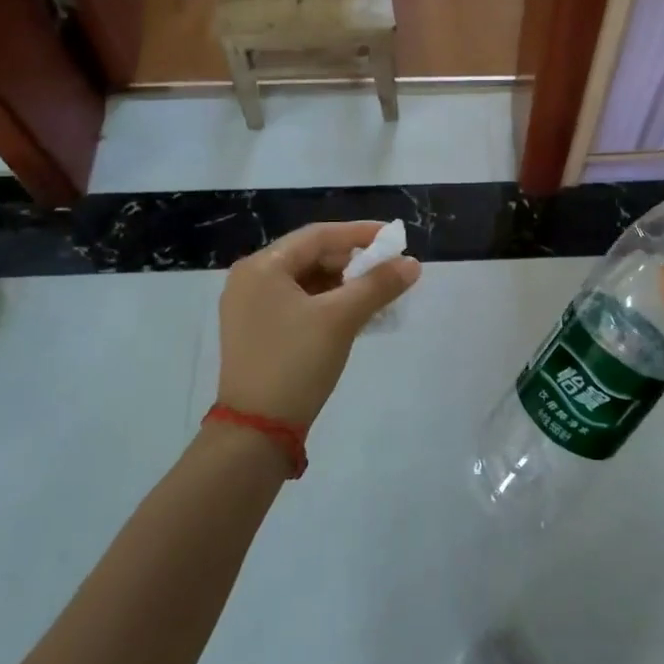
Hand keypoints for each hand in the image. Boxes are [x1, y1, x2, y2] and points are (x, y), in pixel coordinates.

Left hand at [216, 221, 419, 431]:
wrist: (257, 430)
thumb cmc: (296, 362)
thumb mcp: (341, 319)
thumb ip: (378, 285)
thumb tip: (413, 264)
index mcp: (262, 267)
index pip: (318, 235)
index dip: (359, 233)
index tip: (394, 237)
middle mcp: (251, 279)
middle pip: (311, 256)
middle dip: (353, 261)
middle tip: (389, 268)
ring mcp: (251, 307)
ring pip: (307, 281)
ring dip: (343, 284)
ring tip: (378, 292)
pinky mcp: (258, 331)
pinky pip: (299, 303)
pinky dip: (328, 303)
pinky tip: (356, 313)